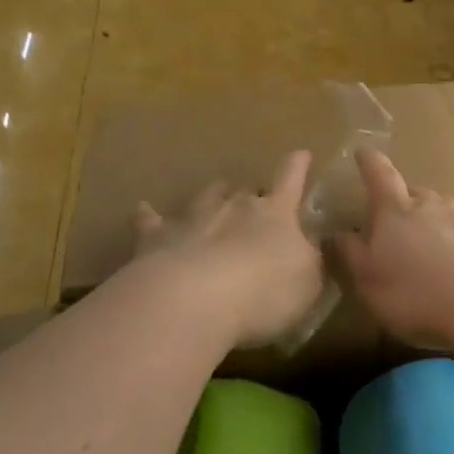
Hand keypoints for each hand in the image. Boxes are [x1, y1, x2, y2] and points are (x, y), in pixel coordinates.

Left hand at [133, 151, 324, 347]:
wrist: (194, 299)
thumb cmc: (265, 291)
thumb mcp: (308, 282)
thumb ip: (310, 259)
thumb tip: (311, 243)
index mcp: (276, 214)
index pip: (291, 181)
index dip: (297, 167)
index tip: (301, 153)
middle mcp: (235, 206)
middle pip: (245, 190)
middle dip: (251, 194)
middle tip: (254, 203)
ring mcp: (194, 217)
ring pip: (205, 196)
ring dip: (212, 196)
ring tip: (214, 196)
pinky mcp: (157, 237)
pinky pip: (152, 220)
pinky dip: (150, 216)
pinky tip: (142, 210)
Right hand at [335, 150, 453, 348]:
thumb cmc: (415, 293)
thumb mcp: (367, 281)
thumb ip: (350, 254)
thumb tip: (335, 233)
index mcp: (395, 210)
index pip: (378, 175)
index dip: (369, 163)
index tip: (363, 152)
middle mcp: (433, 204)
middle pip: (415, 193)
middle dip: (405, 202)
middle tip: (398, 222)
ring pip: (448, 210)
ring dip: (439, 222)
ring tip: (436, 245)